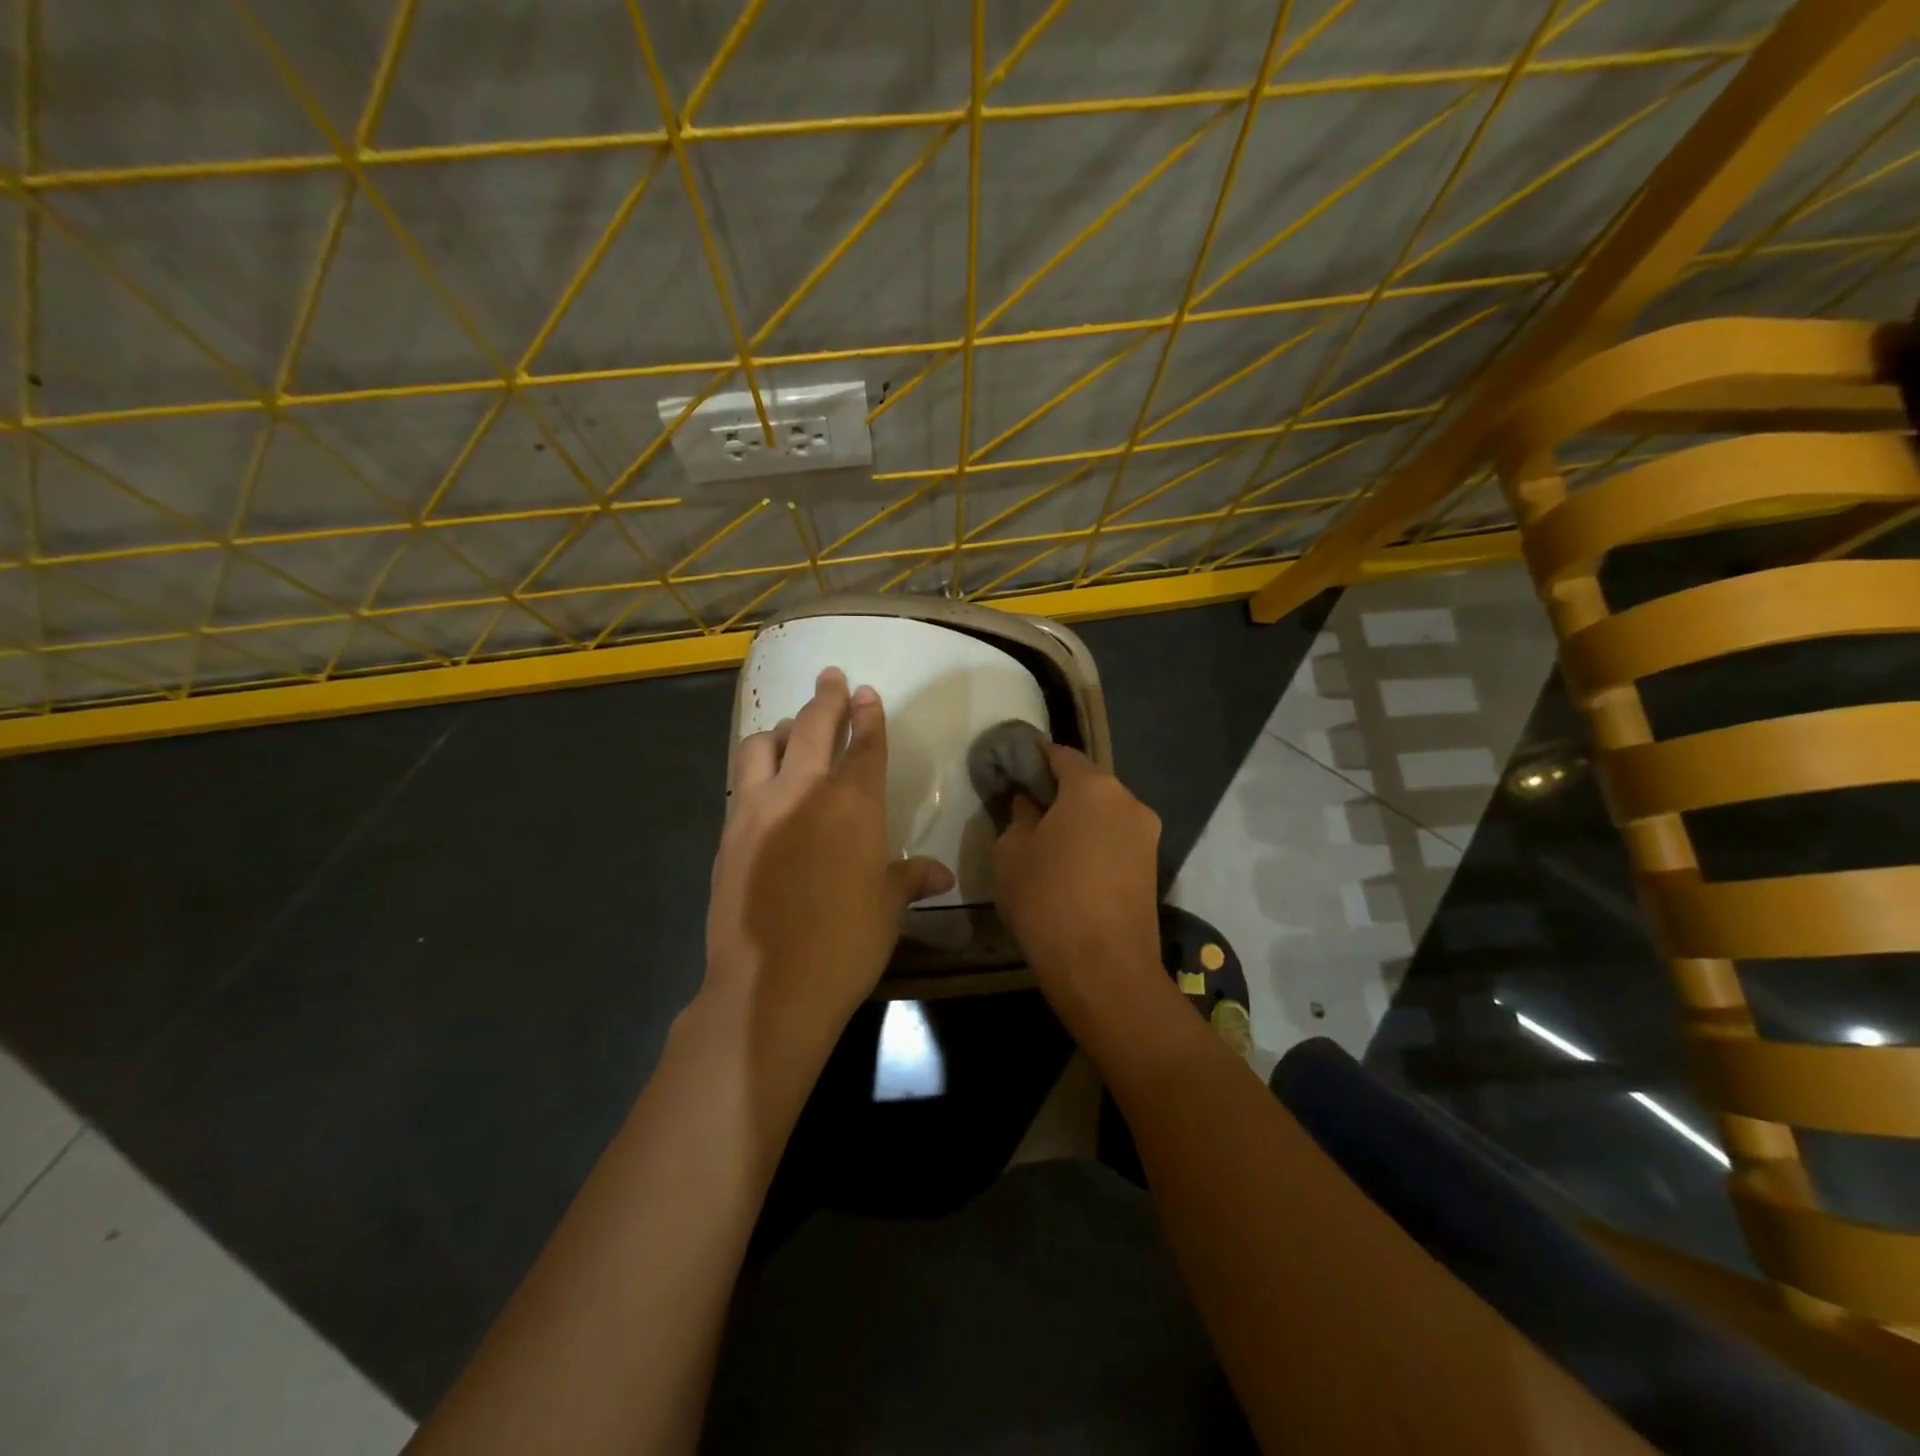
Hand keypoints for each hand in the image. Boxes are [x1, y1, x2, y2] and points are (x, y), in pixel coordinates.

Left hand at [705, 668, 952, 1062]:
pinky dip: (757, 768)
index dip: (869, 715)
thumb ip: (909, 879)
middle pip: (815, 727)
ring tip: (793, 733)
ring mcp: (758, 809)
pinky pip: (741, 781)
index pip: (865, 745)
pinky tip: (765, 784)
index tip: (866, 692)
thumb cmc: (846, 944)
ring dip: (783, 731)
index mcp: (853, 805)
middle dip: (827, 698)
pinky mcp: (729, 833)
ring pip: (764, 745)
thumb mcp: (887, 909)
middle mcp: (803, 792)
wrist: (770, 985)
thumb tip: (940, 875)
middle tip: (832, 678)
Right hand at [992, 745, 1163, 1030]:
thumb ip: (1018, 815)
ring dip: (1077, 820)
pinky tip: (1070, 868)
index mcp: (1094, 787)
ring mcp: (1147, 835)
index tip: (1010, 771)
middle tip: (1023, 811)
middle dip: (1056, 792)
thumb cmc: (1048, 900)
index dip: (1032, 759)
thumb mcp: (1011, 852)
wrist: (1105, 970)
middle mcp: (1129, 801)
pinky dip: (1093, 843)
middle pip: (1087, 783)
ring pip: (1103, 813)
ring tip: (1045, 844)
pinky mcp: (1152, 867)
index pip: (1059, 754)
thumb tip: (1029, 803)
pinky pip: (1115, 840)